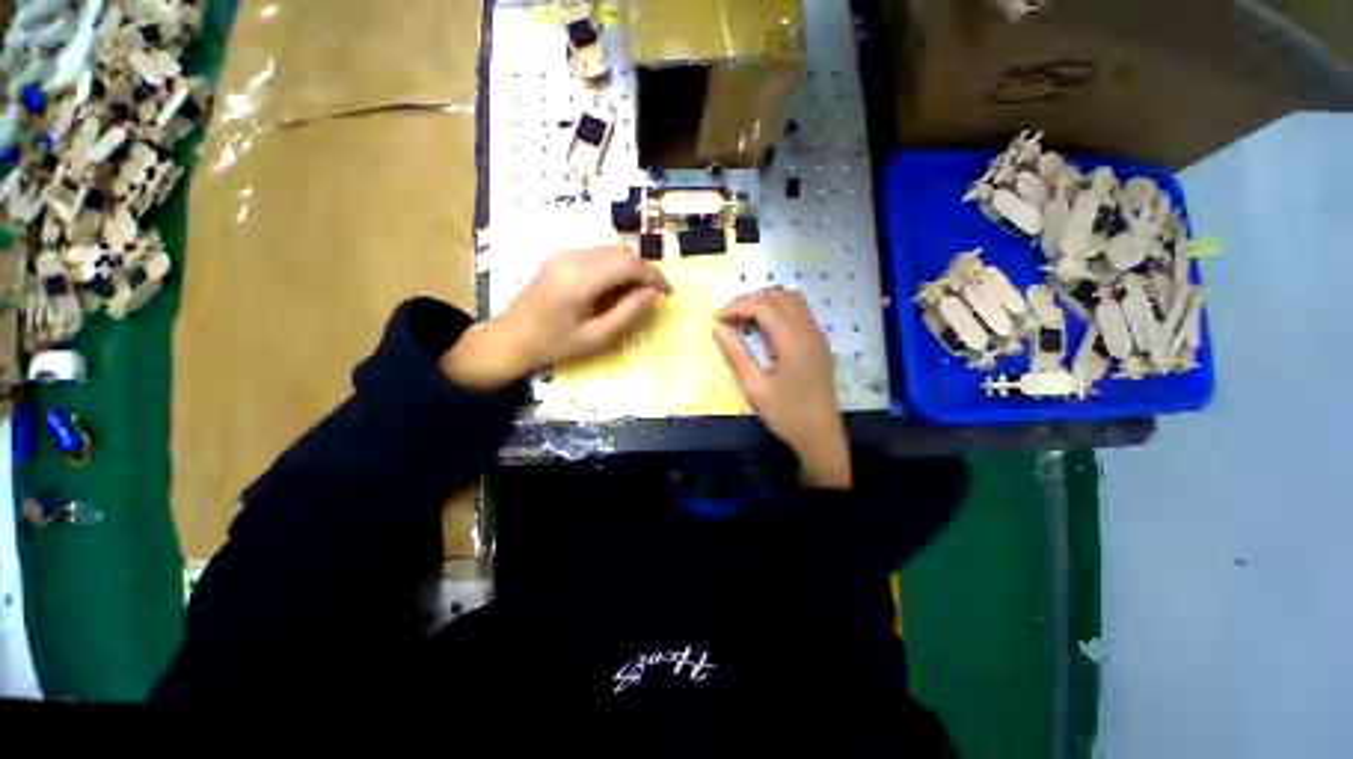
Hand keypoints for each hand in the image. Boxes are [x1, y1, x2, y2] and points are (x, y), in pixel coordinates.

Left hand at [442, 246, 670, 388]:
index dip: (653, 276)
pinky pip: (596, 256)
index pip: (629, 264)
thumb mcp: (597, 337)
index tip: (667, 293)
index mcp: (581, 278)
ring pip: (610, 252)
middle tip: (653, 296)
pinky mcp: (560, 258)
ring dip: (628, 270)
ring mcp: (564, 254)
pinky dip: (613, 269)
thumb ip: (629, 313)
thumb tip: (652, 294)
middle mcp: (573, 257)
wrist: (510, 339)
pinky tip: (613, 290)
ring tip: (634, 296)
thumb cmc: (554, 344)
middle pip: (621, 252)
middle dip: (643, 271)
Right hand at [712, 288, 850, 489]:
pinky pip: (799, 311)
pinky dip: (778, 309)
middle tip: (727, 319)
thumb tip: (717, 328)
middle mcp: (808, 329)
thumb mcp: (754, 387)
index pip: (763, 305)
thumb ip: (735, 354)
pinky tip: (765, 328)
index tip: (717, 319)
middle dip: (749, 301)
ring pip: (790, 299)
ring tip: (744, 319)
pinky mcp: (819, 342)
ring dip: (765, 302)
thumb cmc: (785, 414)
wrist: (820, 435)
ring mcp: (817, 334)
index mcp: (793, 340)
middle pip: (778, 296)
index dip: (737, 307)